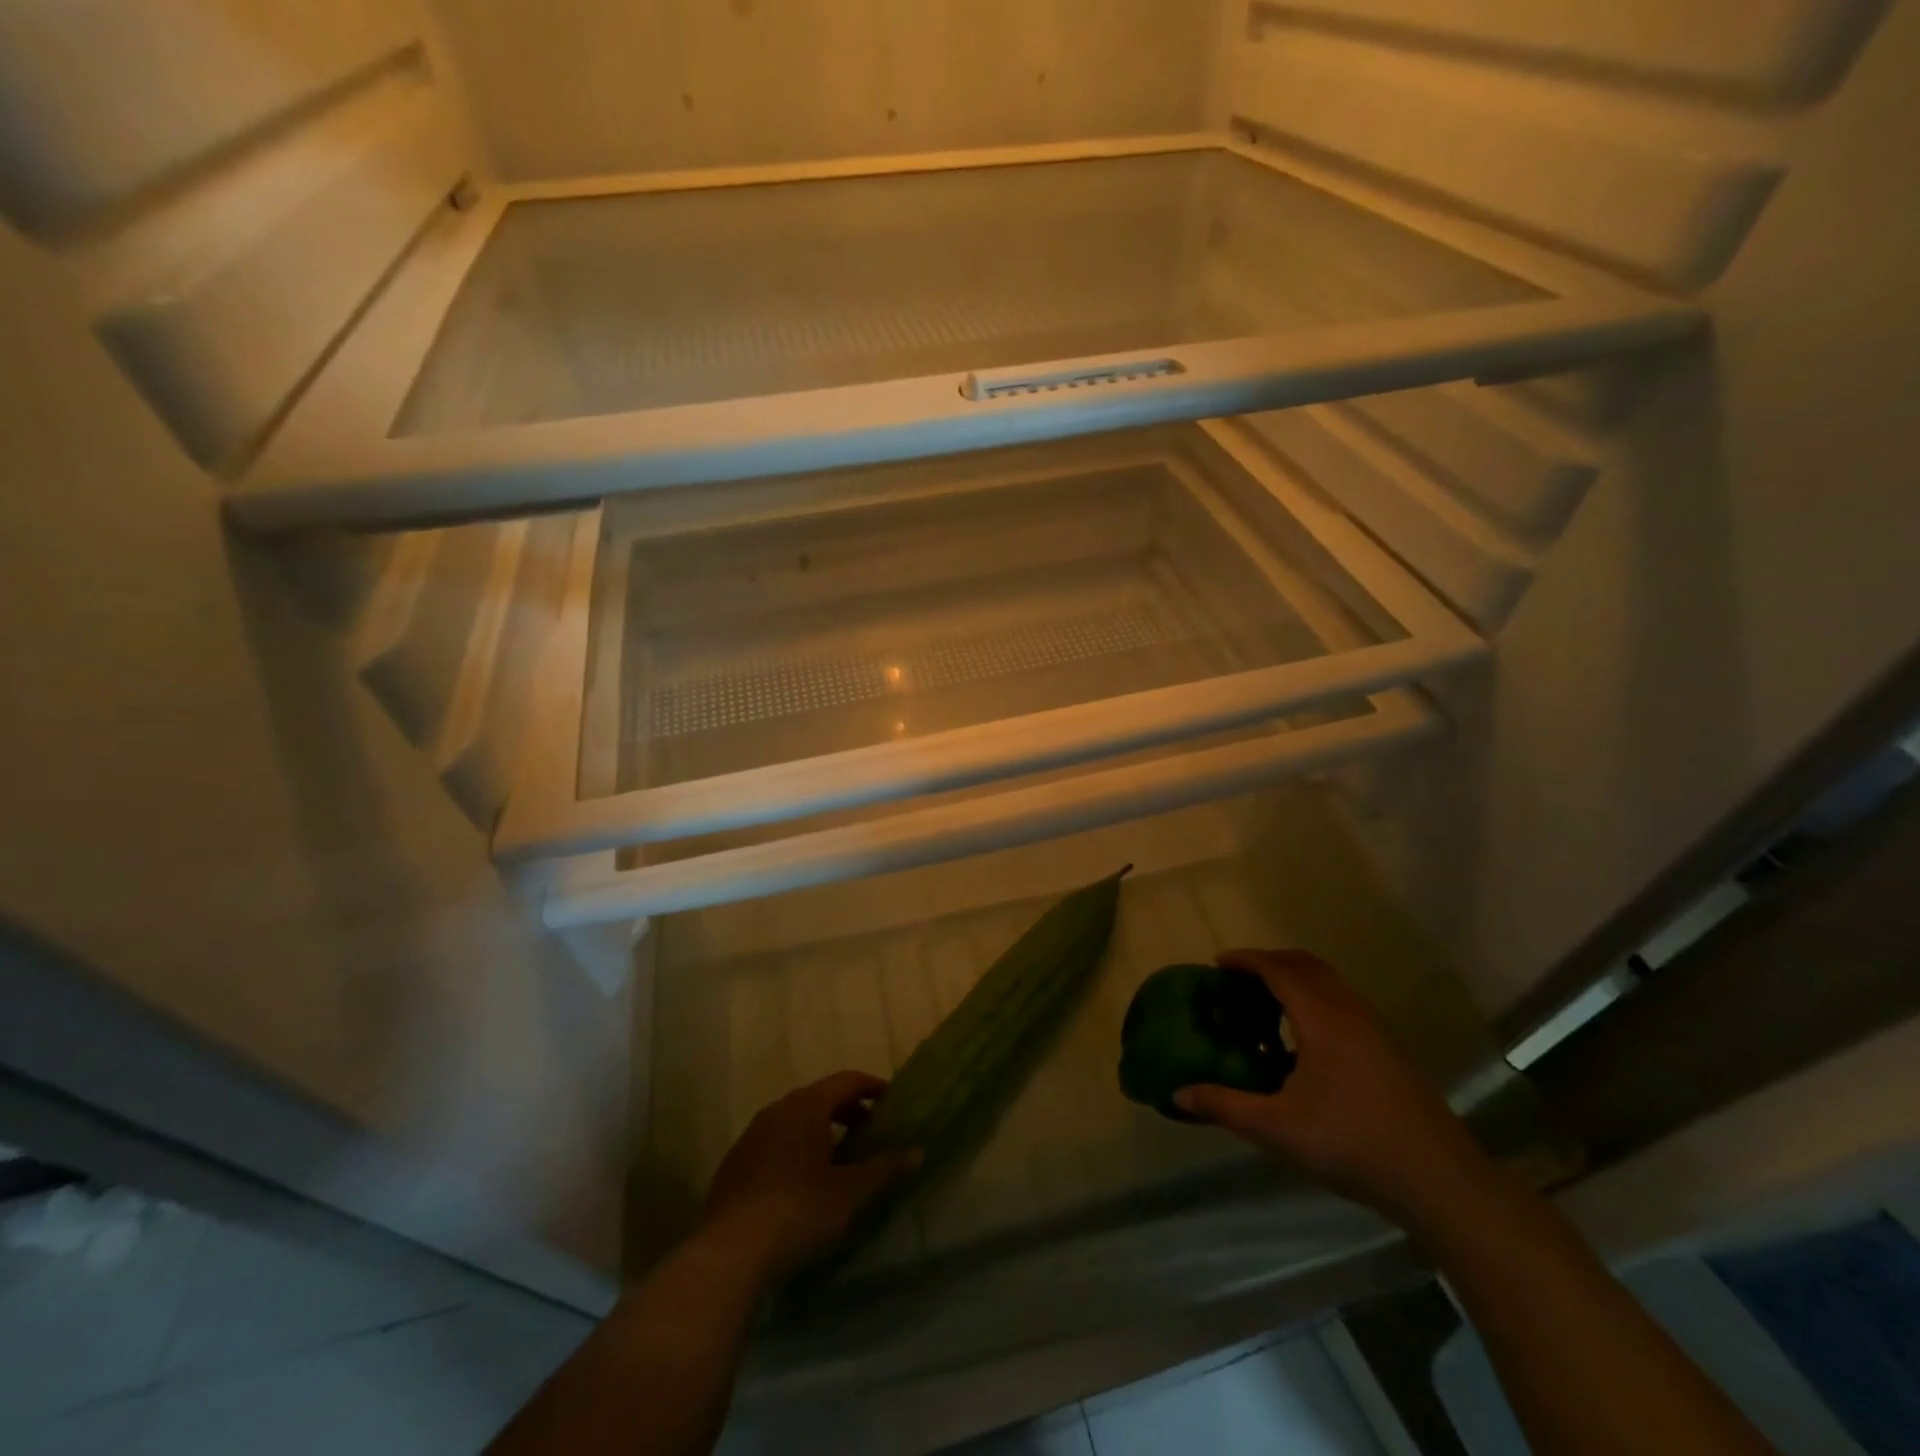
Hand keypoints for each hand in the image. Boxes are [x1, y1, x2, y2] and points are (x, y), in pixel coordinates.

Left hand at [699, 1071, 921, 1282]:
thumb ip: (884, 1168)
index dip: (871, 1087)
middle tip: (868, 1130)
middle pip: (819, 1097)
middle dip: (846, 1109)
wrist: (730, 1252)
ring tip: (837, 1156)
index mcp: (807, 1106)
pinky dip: (794, 1147)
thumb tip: (917, 1151)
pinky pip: (773, 1141)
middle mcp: (778, 1109)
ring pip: (794, 1119)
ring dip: (819, 1129)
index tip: (890, 1099)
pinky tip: (800, 1179)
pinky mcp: (735, 1162)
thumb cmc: (799, 1211)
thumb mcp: (850, 1192)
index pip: (846, 1081)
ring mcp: (752, 1134)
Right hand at [1173, 950, 1492, 1224]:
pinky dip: (1313, 998)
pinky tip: (1300, 1041)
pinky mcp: (1386, 1046)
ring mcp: (1373, 1027)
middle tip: (1236, 981)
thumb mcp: (1279, 1128)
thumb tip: (1178, 1093)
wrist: (1439, 1179)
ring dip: (1293, 980)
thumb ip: (1226, 1106)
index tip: (1216, 964)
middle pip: (1305, 964)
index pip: (1278, 969)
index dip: (1246, 960)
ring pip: (1328, 981)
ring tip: (1263, 1005)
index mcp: (1322, 1018)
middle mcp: (1349, 1010)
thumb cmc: (1353, 1143)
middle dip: (1268, 963)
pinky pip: (1341, 1000)